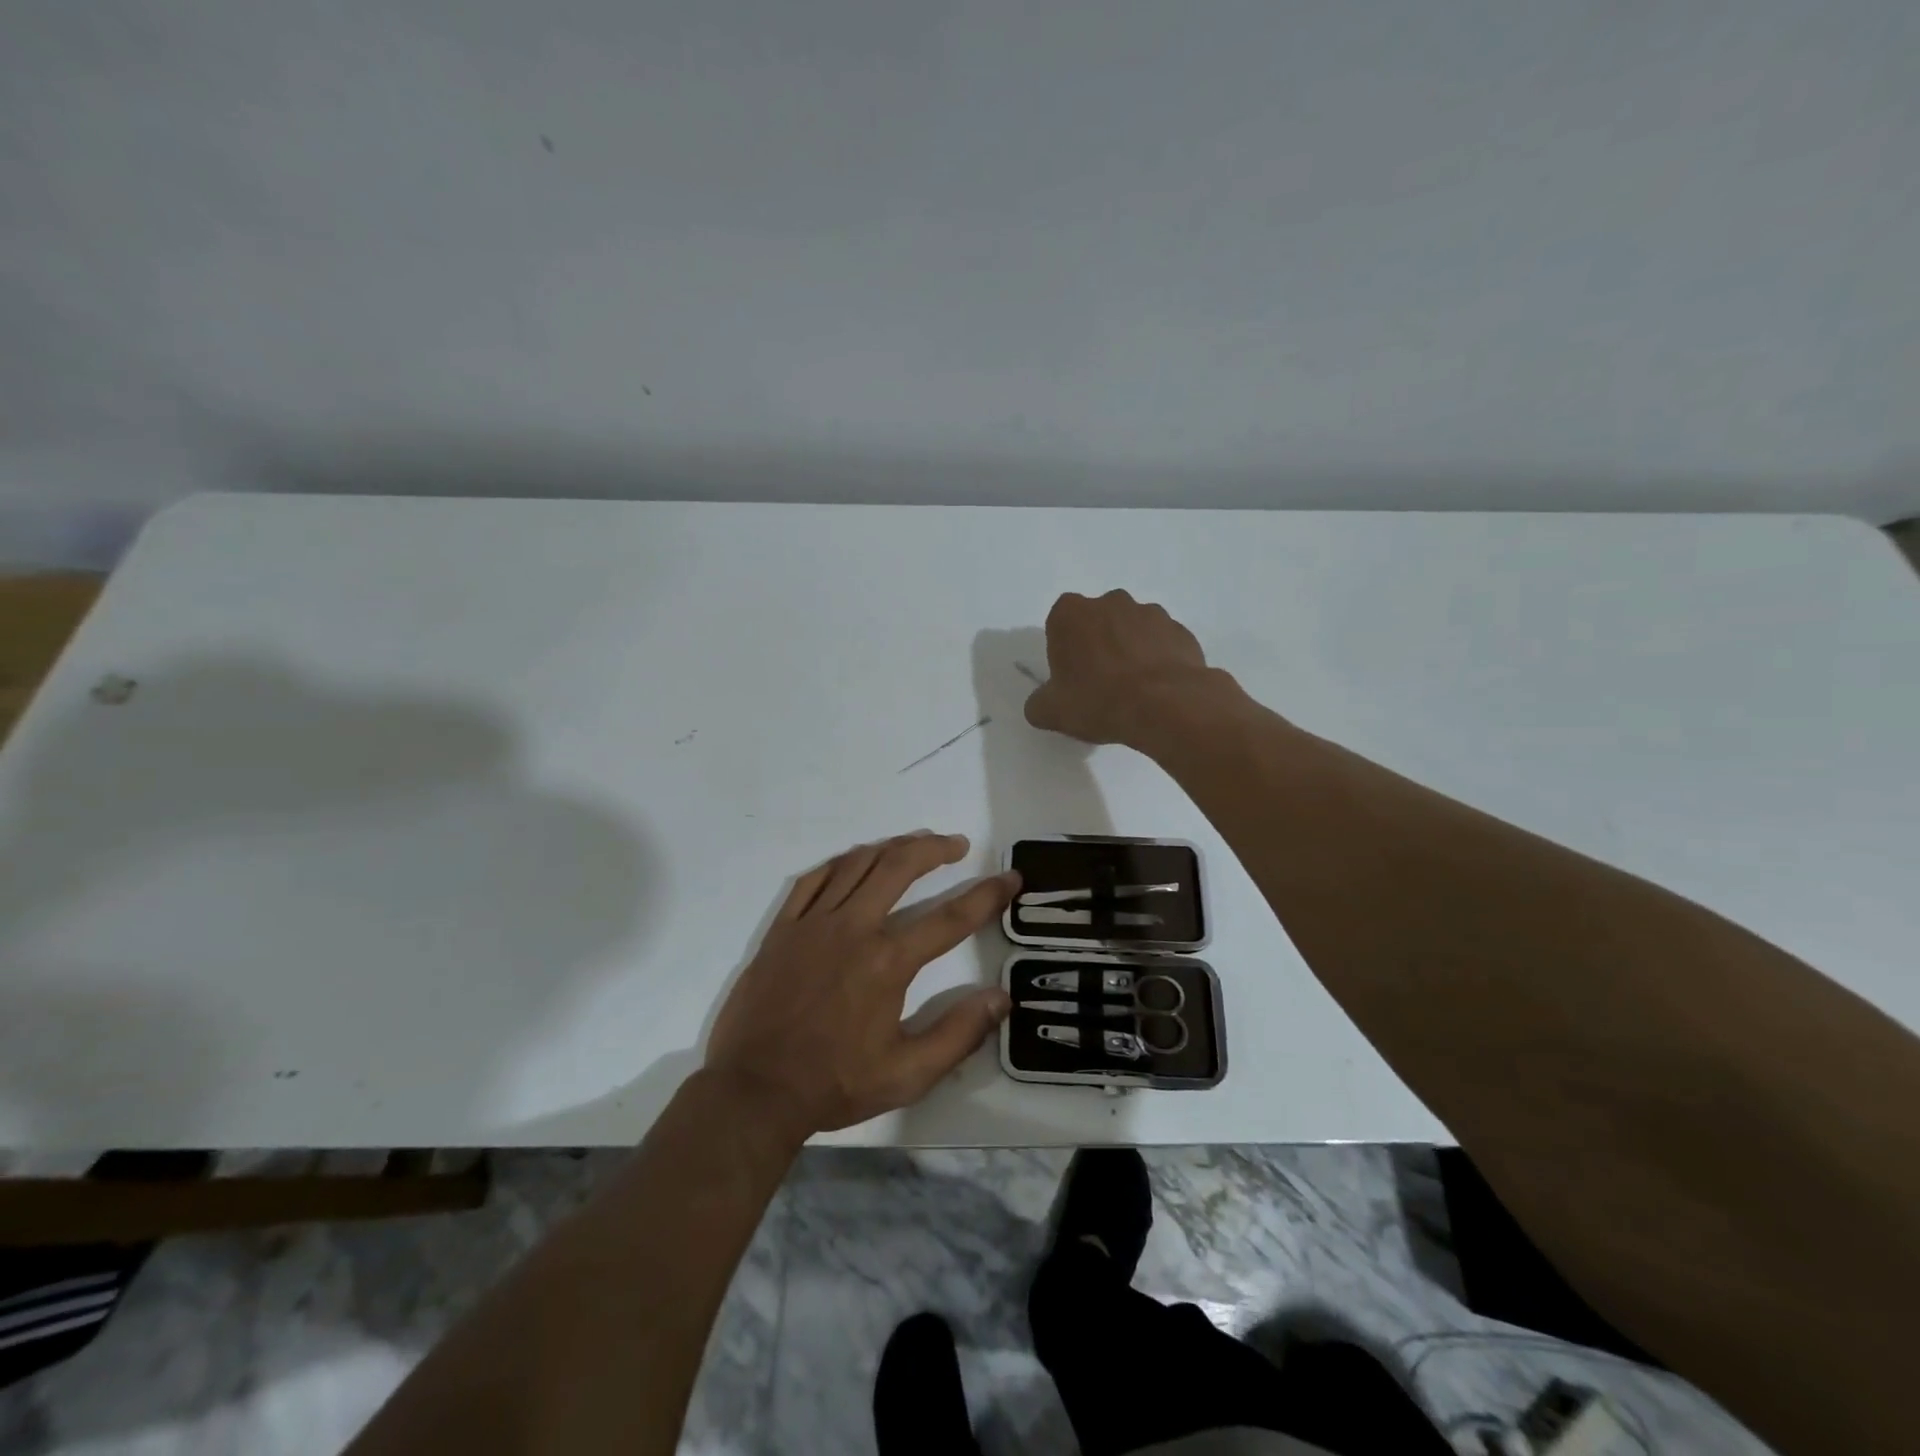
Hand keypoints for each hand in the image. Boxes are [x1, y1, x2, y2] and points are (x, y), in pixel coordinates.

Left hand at [704, 832, 1018, 1134]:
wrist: (754, 1090)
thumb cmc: (834, 1083)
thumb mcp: (907, 1074)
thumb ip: (958, 1034)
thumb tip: (1001, 999)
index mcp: (887, 962)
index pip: (950, 918)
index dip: (986, 895)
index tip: (1009, 878)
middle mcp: (853, 928)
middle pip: (899, 867)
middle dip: (934, 848)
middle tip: (957, 844)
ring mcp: (813, 923)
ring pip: (857, 863)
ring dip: (891, 847)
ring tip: (914, 844)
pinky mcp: (783, 928)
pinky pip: (814, 879)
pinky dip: (841, 862)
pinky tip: (855, 861)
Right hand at [1024, 590, 1221, 746]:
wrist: (1164, 706)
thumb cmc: (1098, 700)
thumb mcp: (1051, 712)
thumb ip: (1039, 703)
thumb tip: (1041, 705)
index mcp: (1071, 613)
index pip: (1060, 625)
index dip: (1064, 652)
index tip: (1071, 677)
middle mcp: (1110, 602)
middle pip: (1098, 622)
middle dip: (1098, 644)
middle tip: (1100, 683)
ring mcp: (1150, 612)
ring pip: (1132, 630)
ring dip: (1130, 650)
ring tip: (1133, 689)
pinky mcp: (1181, 630)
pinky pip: (1162, 644)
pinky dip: (1158, 660)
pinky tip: (1157, 689)